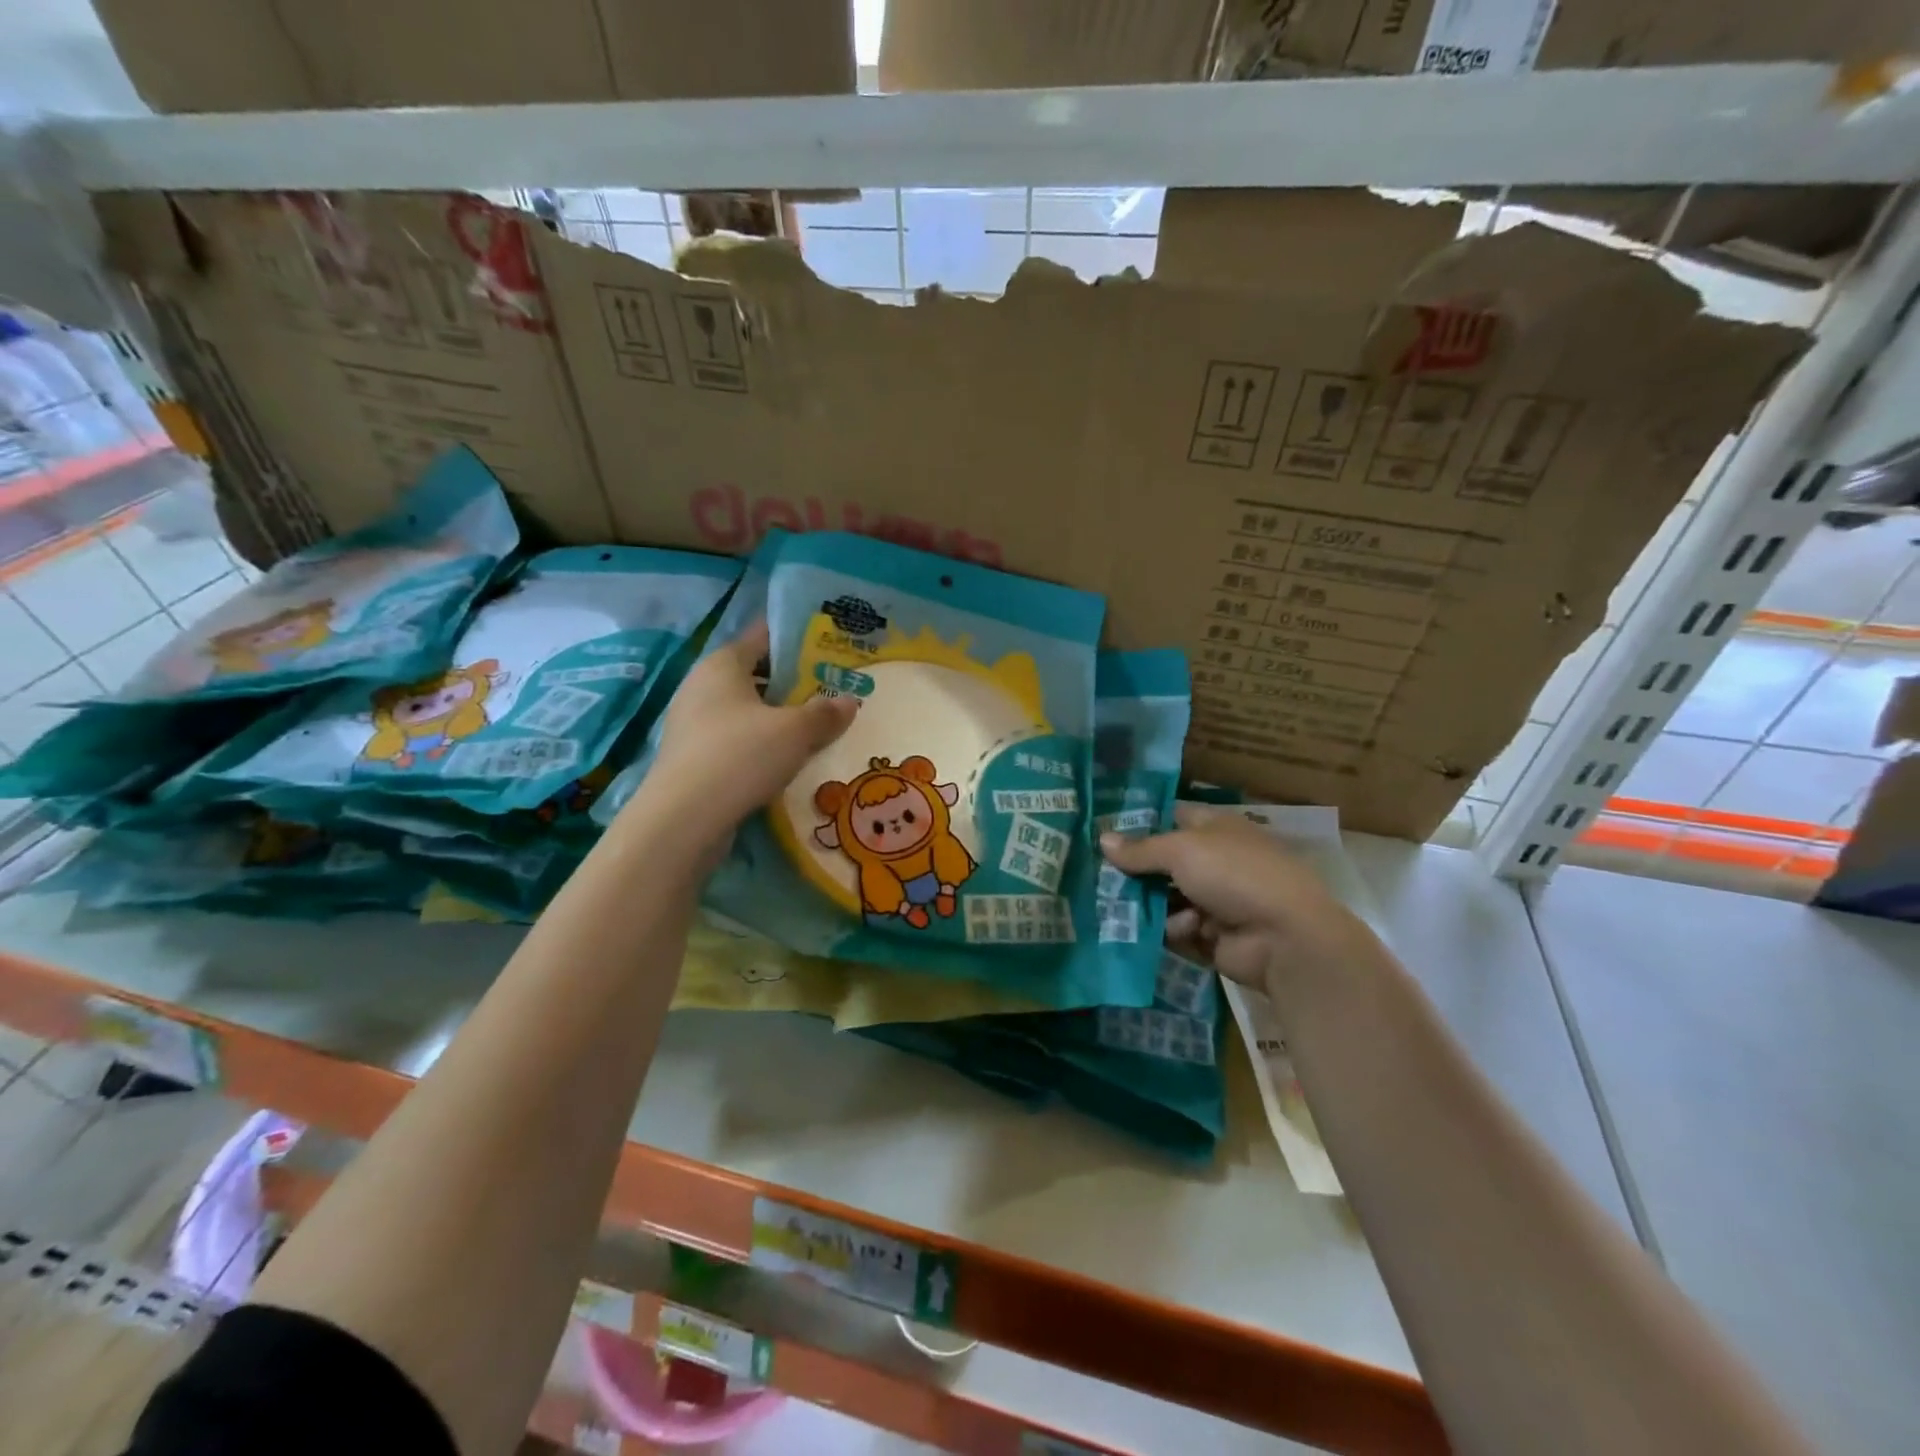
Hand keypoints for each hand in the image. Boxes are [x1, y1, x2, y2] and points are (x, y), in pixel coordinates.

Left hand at [642, 621, 857, 839]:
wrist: (684, 819)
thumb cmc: (741, 756)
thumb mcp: (795, 732)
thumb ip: (825, 713)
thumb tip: (850, 701)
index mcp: (723, 664)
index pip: (762, 637)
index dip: (795, 639)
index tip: (827, 646)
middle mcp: (701, 686)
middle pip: (754, 675)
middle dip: (791, 683)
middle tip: (830, 690)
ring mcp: (692, 724)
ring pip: (744, 712)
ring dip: (776, 718)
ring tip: (815, 728)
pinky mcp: (692, 758)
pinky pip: (734, 741)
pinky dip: (759, 745)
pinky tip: (785, 761)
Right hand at [1100, 805, 1372, 990]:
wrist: (1286, 937)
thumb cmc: (1235, 875)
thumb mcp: (1182, 850)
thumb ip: (1141, 848)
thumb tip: (1102, 839)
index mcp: (1214, 828)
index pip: (1169, 817)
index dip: (1138, 822)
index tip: (1101, 830)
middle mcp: (1213, 860)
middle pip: (1161, 862)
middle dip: (1133, 870)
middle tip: (1097, 876)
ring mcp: (1214, 899)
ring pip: (1164, 897)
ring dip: (1150, 904)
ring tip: (1128, 907)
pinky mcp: (1211, 935)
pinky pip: (1177, 928)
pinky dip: (1175, 929)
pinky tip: (1183, 930)